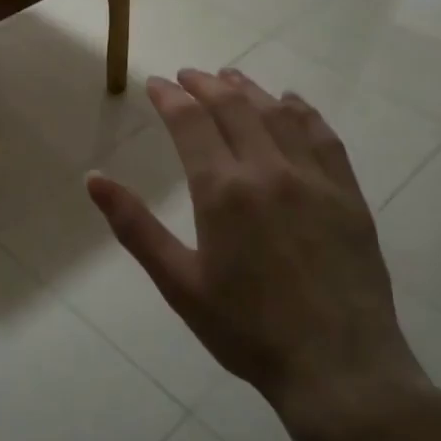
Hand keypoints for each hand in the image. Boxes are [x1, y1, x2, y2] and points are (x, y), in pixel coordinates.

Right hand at [86, 68, 431, 431]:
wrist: (337, 365)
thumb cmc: (247, 329)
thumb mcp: (179, 283)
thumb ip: (134, 227)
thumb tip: (93, 179)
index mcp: (222, 191)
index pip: (190, 123)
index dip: (170, 97)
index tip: (156, 83)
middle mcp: (268, 170)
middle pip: (234, 107)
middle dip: (205, 85)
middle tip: (188, 75)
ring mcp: (313, 178)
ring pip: (278, 114)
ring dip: (250, 90)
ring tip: (231, 77)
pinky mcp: (347, 193)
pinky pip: (323, 136)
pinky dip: (302, 111)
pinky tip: (292, 103)